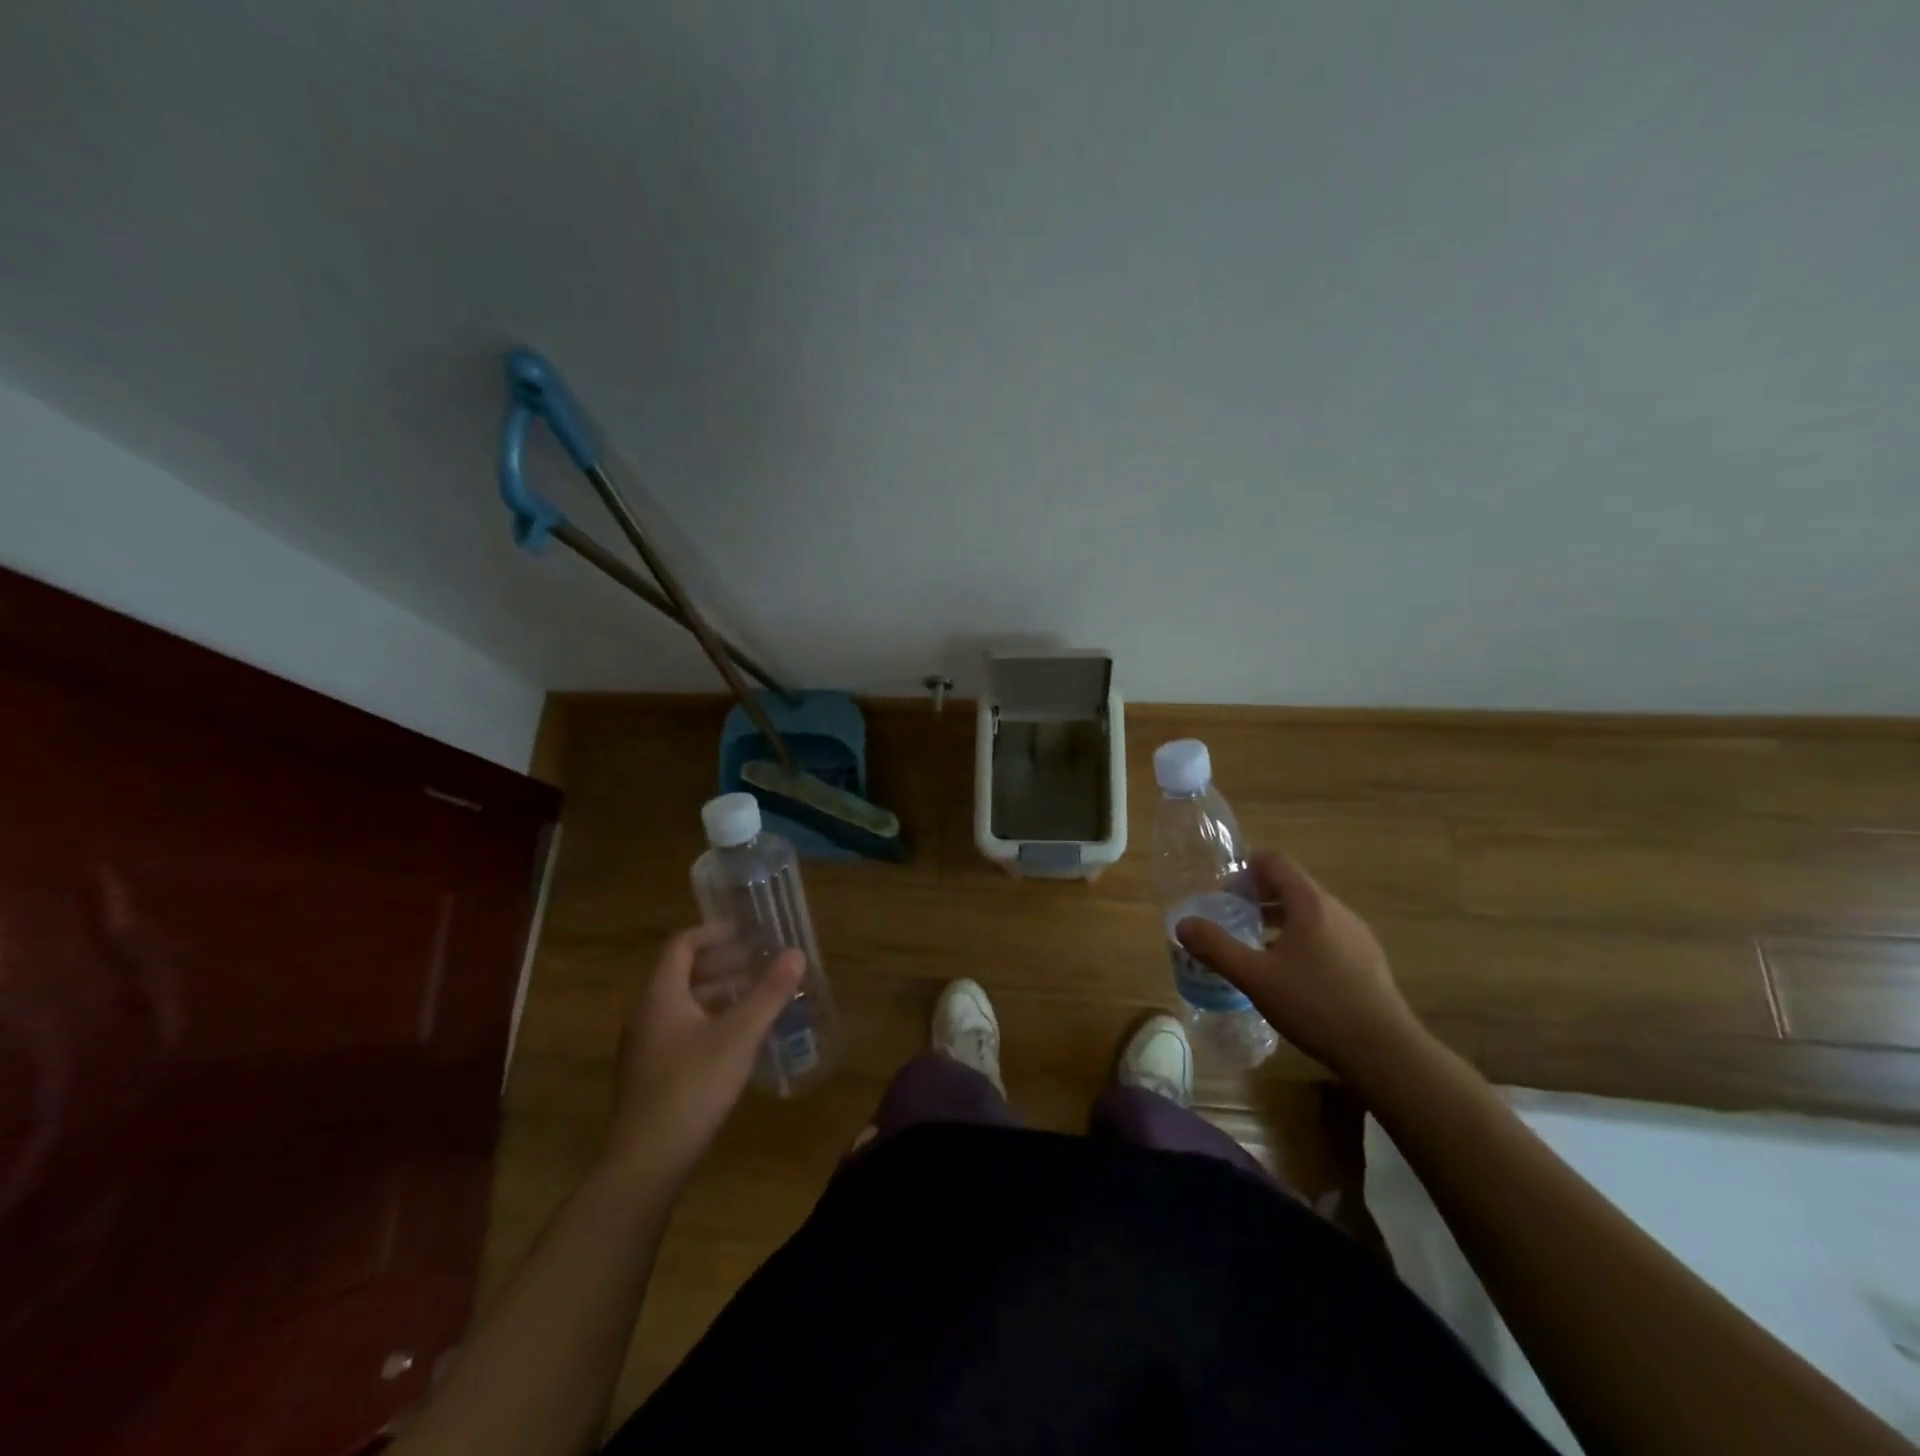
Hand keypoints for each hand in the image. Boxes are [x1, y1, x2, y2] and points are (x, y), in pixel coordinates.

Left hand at [603, 925, 804, 1185]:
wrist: (645, 1162)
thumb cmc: (692, 1087)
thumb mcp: (739, 1035)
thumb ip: (769, 992)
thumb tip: (796, 953)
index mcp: (661, 995)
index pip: (682, 945)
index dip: (712, 933)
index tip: (744, 931)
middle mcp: (646, 1013)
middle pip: (681, 973)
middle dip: (721, 962)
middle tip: (758, 961)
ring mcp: (645, 1046)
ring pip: (682, 1003)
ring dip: (717, 992)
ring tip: (754, 995)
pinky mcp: (651, 1073)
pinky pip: (681, 1028)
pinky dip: (709, 1018)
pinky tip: (737, 1037)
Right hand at [1176, 852, 1422, 1078]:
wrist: (1385, 1052)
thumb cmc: (1315, 1006)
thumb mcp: (1255, 978)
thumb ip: (1216, 947)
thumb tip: (1183, 924)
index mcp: (1310, 903)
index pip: (1275, 861)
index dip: (1245, 868)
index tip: (1223, 891)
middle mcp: (1336, 910)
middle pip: (1292, 884)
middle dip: (1258, 895)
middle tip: (1232, 918)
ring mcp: (1356, 934)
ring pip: (1310, 911)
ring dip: (1279, 918)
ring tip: (1255, 945)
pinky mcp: (1367, 959)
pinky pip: (1326, 933)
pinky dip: (1301, 938)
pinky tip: (1290, 973)